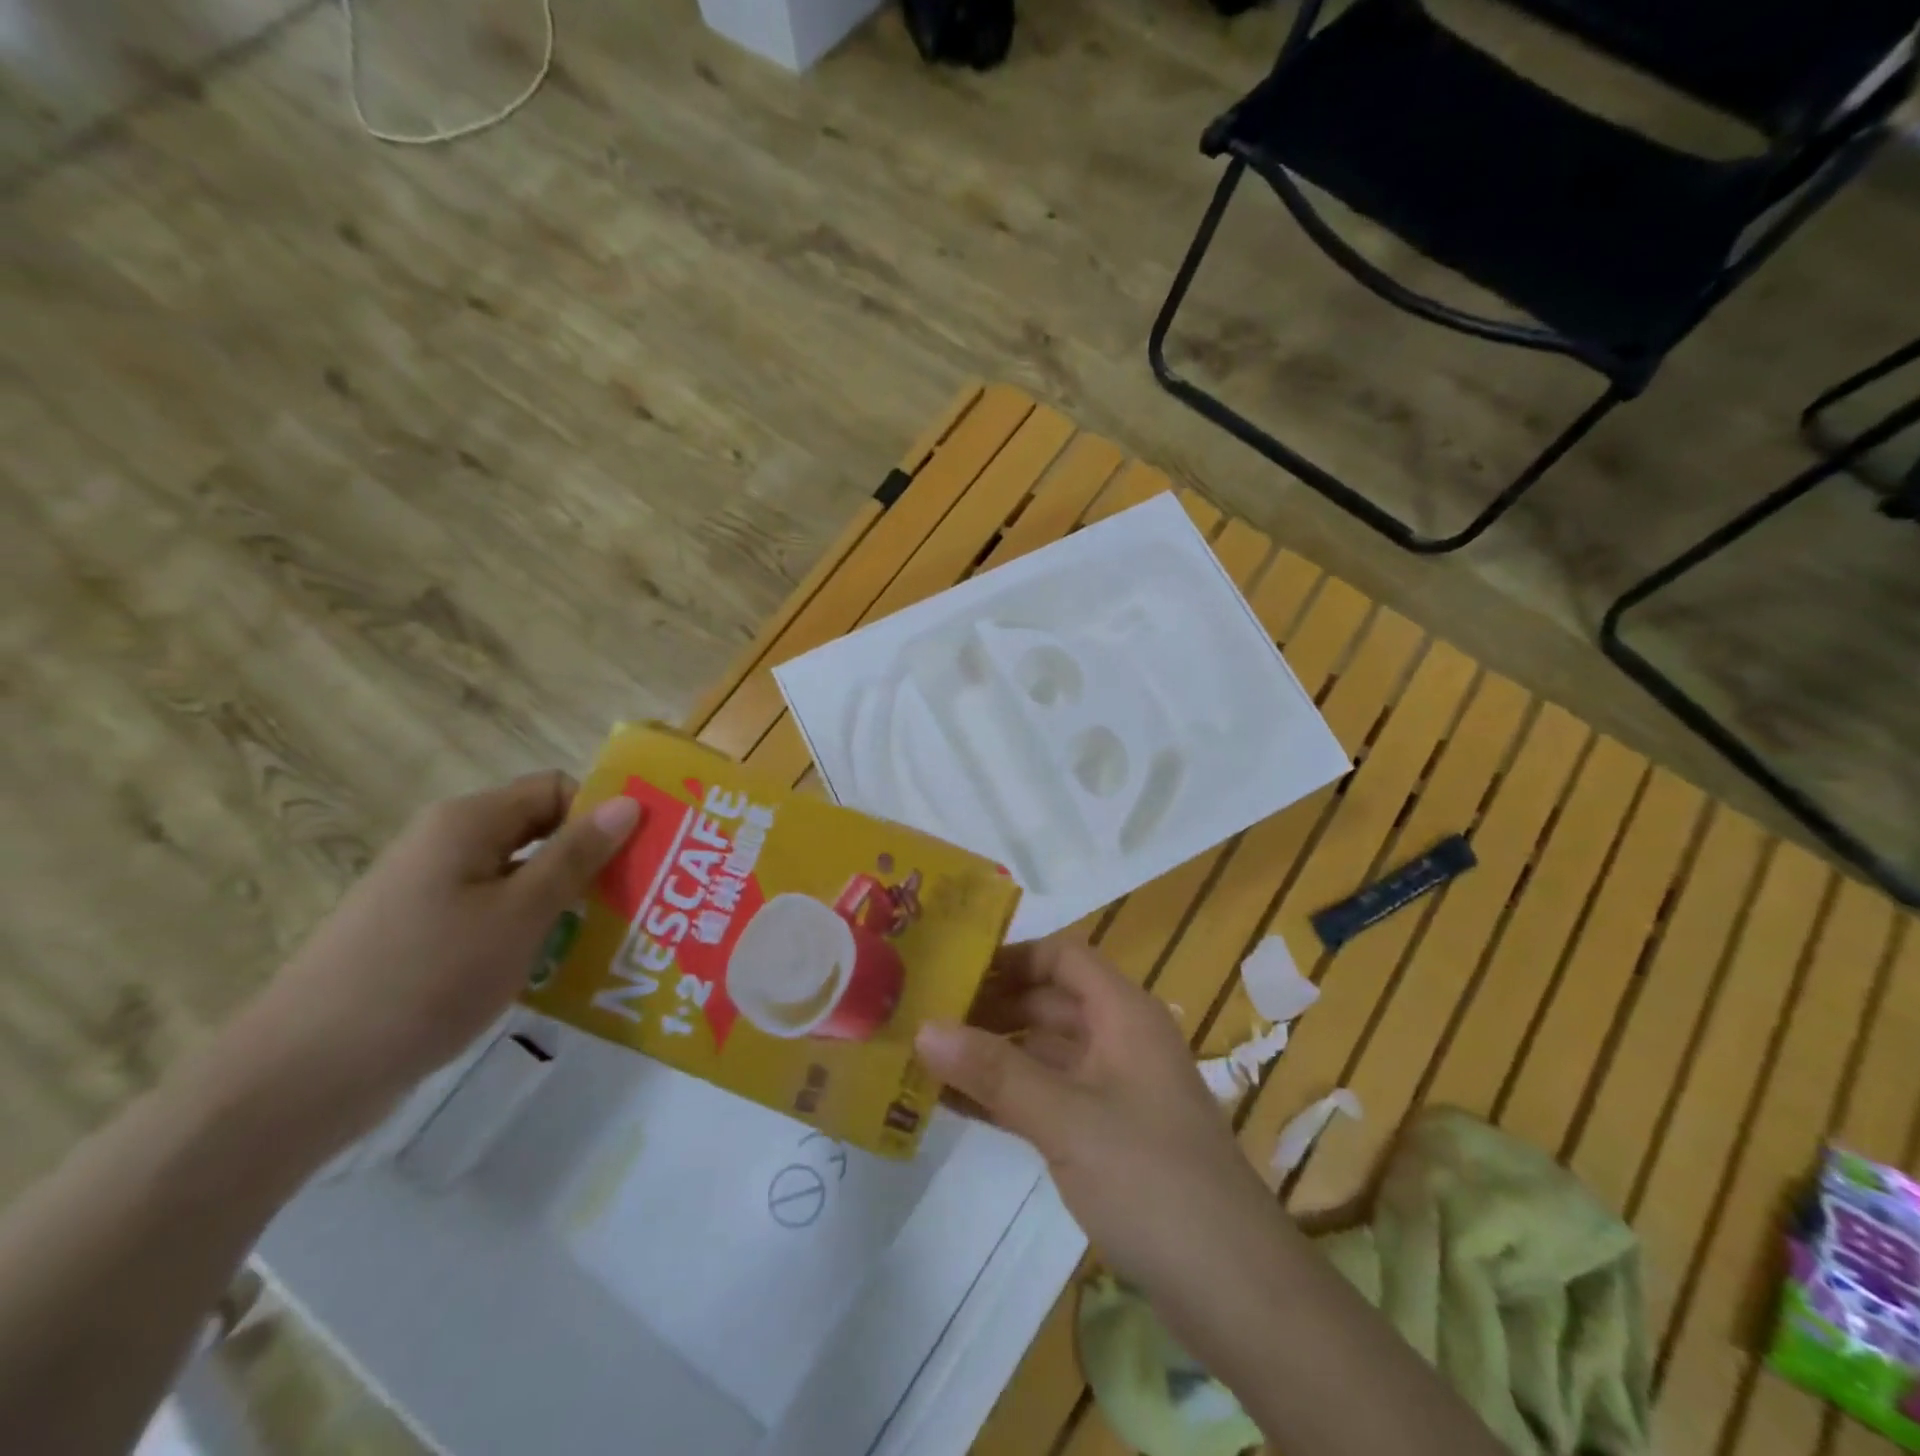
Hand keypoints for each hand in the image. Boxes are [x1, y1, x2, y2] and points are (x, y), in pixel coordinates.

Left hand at [234, 772, 638, 1128]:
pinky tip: (562, 968)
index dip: (602, 813)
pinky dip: (533, 931)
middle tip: (644, 898)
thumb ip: (576, 855)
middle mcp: (448, 845)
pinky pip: (496, 916)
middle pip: (541, 832)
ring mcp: (431, 894)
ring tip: (616, 936)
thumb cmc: (425, 979)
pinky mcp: (423, 938)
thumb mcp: (519, 914)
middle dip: (594, 861)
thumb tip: (628, 802)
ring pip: (521, 879)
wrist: (299, 1079)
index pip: (556, 789)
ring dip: (567, 901)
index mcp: (468, 823)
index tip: (646, 853)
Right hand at [915, 937, 1282, 1297]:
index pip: (1062, 957)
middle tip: (926, 1015)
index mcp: (1123, 1013)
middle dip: (992, 1006)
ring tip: (928, 1058)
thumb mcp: (1066, 1119)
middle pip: (1049, 1002)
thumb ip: (994, 1072)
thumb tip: (923, 1028)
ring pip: (1046, 1052)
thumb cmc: (1151, 1179)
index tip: (953, 970)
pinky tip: (957, 1106)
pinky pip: (1050, 1096)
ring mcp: (1116, 1089)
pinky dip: (1009, 1096)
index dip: (1010, 957)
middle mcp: (1121, 1039)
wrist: (1235, 1289)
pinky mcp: (1110, 1135)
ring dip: (994, 1054)